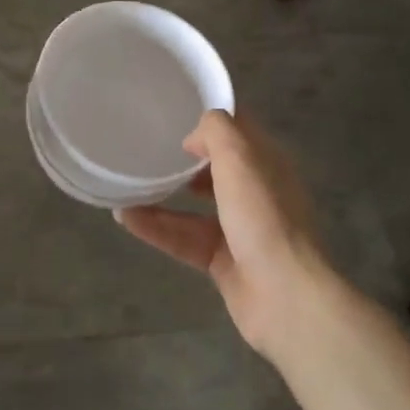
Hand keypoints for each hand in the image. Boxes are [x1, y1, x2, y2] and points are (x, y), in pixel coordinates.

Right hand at [115, 110, 331, 359]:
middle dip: (183, 161)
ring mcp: (240, 230)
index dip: (210, 121)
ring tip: (125, 187)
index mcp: (267, 164)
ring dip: (161, 197)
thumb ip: (216, 132)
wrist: (285, 296)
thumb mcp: (240, 157)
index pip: (239, 131)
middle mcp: (256, 194)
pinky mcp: (222, 262)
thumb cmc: (263, 217)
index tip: (173, 114)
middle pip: (216, 170)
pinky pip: (183, 239)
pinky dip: (156, 229)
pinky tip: (125, 218)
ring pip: (194, 208)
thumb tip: (193, 139)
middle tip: (146, 150)